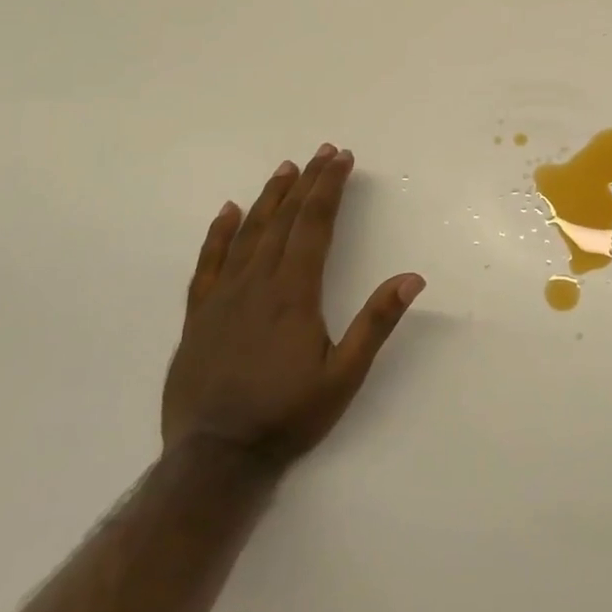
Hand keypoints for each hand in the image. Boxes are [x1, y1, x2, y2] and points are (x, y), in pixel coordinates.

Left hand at [162, 144, 423, 469]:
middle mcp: (257, 284)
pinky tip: (228, 211)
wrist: (214, 460)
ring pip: (248, 234)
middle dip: (307, 183)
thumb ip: (376, 323)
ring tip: (285, 168)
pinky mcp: (198, 316)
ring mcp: (222, 298)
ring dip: (270, 198)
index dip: (329, 188)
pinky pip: (208, 264)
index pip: (315, 226)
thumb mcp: (344, 376)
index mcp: (294, 294)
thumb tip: (412, 277)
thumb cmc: (287, 416)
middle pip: (285, 220)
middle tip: (322, 151)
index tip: (341, 159)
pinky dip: (219, 234)